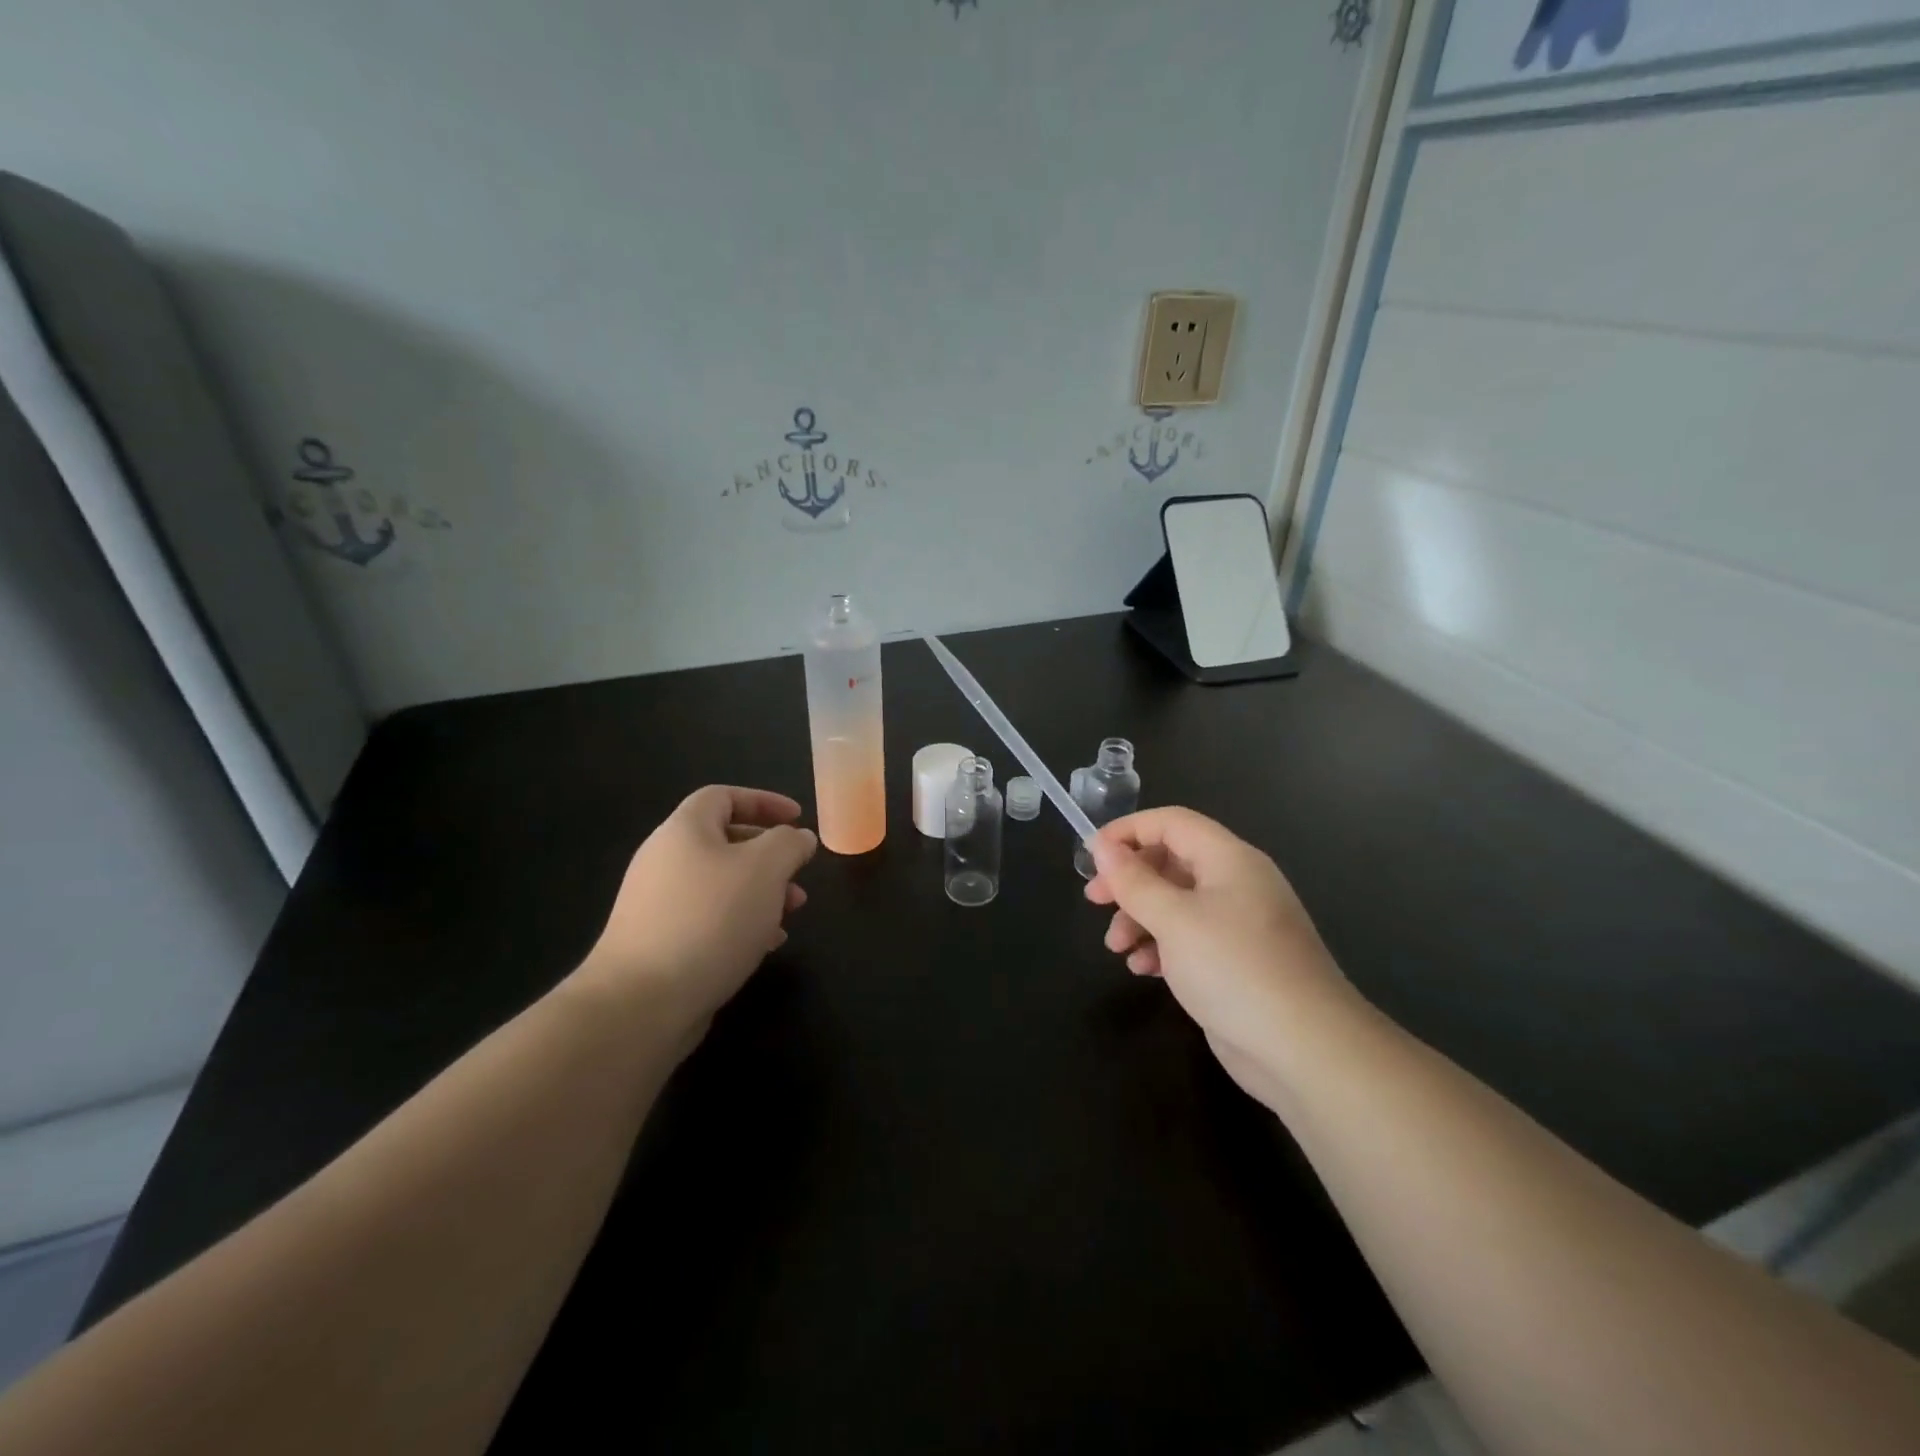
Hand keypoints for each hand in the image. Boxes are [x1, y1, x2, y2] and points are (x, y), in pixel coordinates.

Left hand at [572, 786, 817, 1043]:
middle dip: (769, 854)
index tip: (798, 819)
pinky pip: (707, 918)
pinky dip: (740, 921)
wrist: (642, 1001)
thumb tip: (799, 837)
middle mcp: (664, 860)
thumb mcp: (765, 869)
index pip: (723, 796)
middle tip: (799, 872)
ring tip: (792, 912)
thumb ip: (789, 844)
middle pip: (723, 841)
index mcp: (684, 830)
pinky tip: (765, 944)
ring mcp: (657, 903)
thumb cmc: (710, 919)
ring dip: (760, 891)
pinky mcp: (658, 942)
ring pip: (720, 883)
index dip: (764, 801)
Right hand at [1084, 807, 1359, 1112]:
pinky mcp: (1235, 961)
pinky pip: (1189, 938)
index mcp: (1229, 859)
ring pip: (1176, 903)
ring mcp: (1238, 924)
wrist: (1305, 1049)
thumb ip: (1134, 881)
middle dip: (1129, 880)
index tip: (1091, 856)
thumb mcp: (1173, 919)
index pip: (1171, 822)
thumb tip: (1102, 846)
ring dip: (1140, 918)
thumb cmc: (1234, 968)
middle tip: (1095, 900)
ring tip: (1116, 946)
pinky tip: (1143, 969)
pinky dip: (1161, 946)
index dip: (1128, 831)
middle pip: (1170, 862)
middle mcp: (1235, 883)